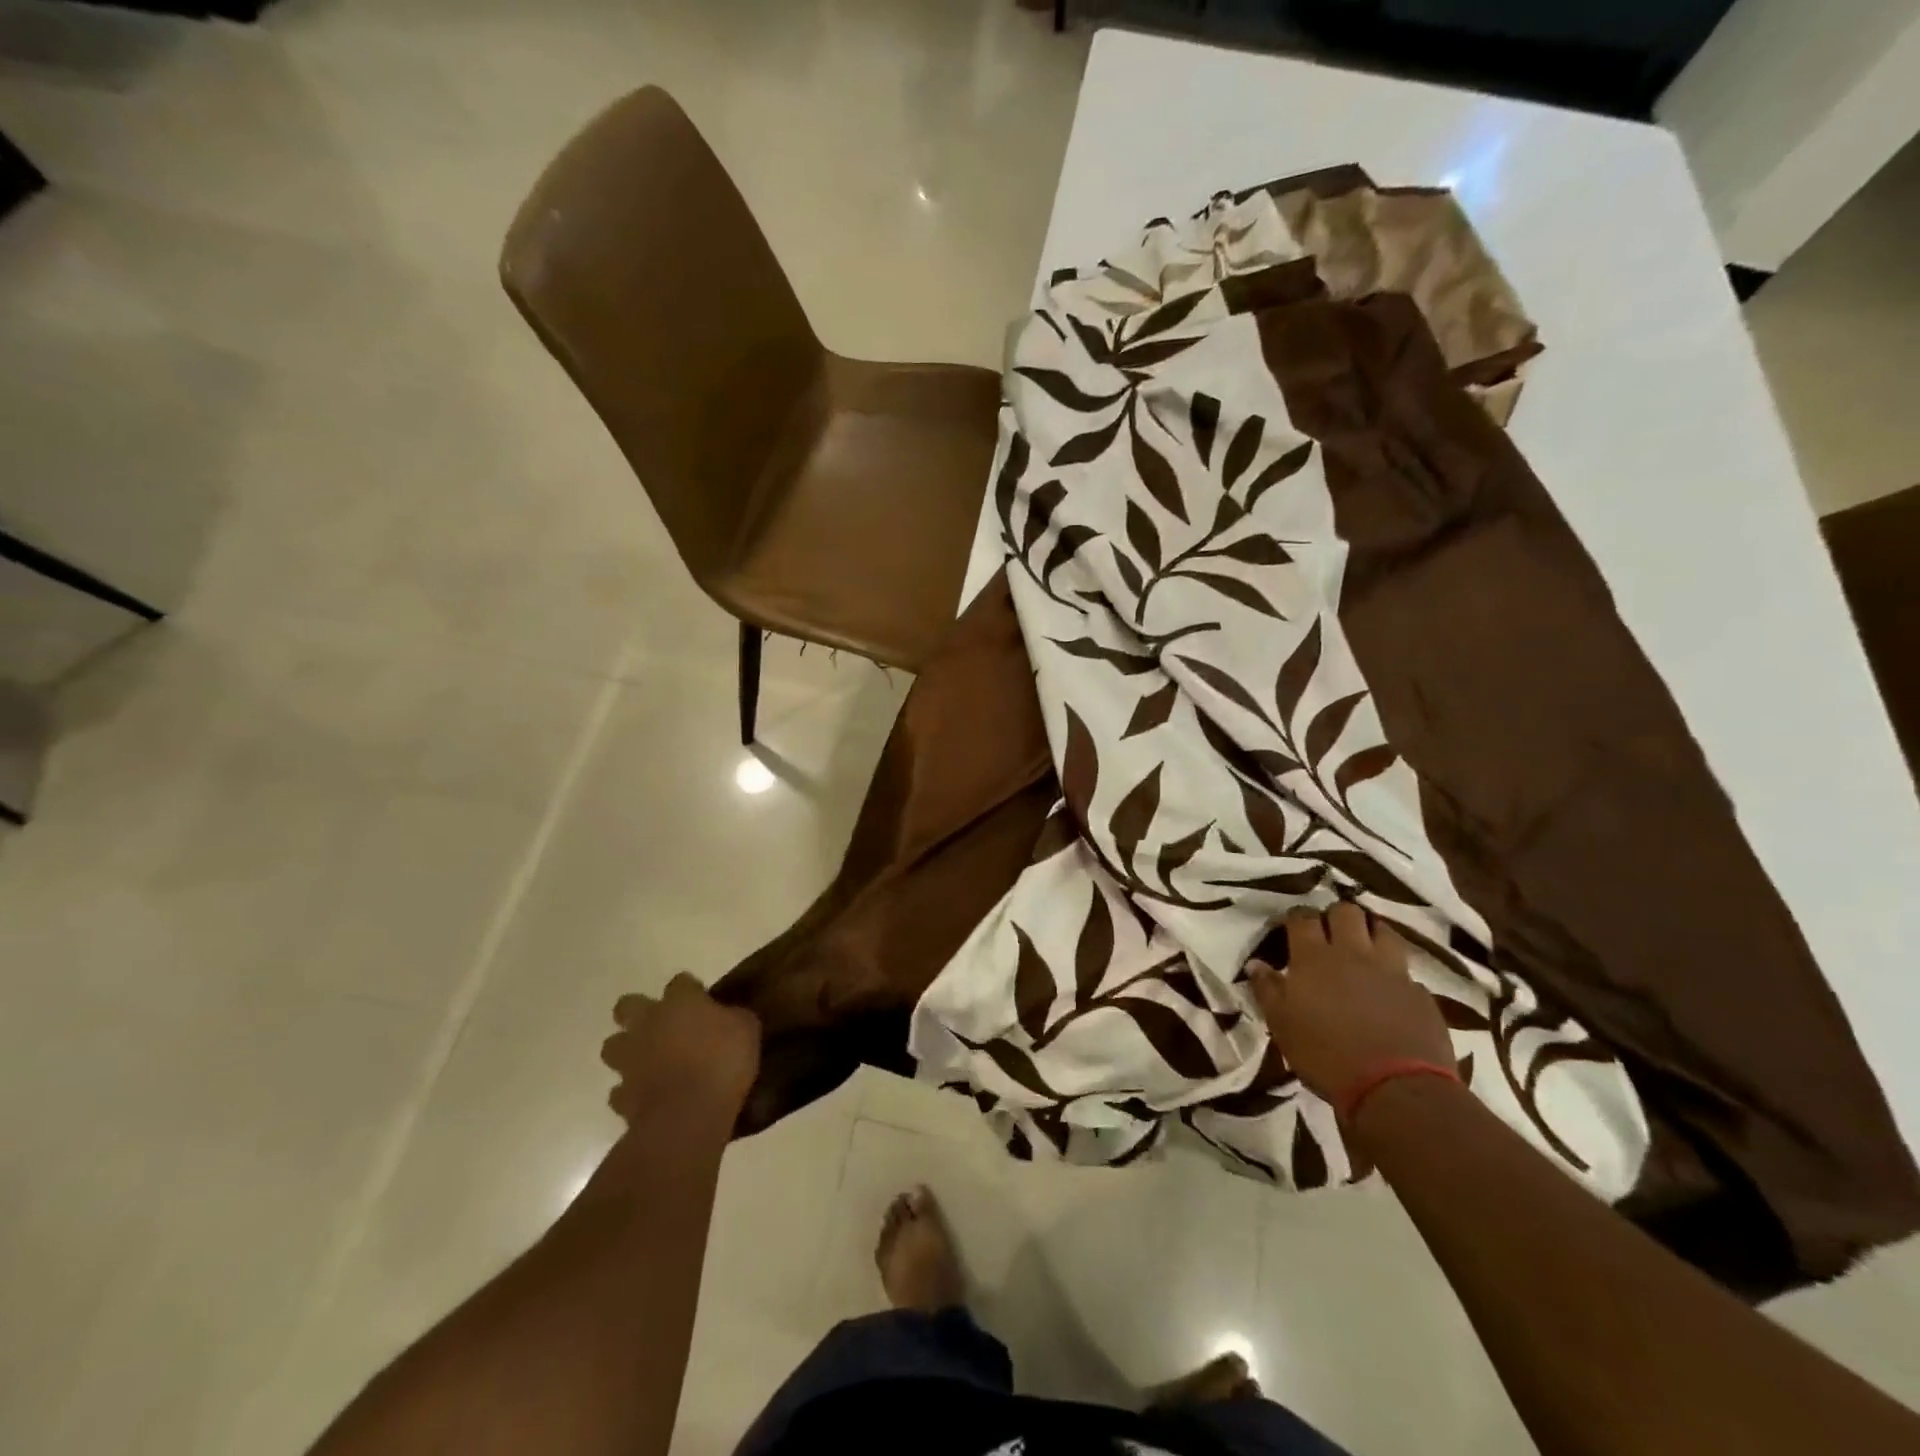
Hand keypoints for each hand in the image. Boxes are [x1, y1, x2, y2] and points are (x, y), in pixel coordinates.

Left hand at [601, 974, 761, 1125]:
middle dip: (638, 1012)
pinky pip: (620, 1090)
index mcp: (679, 1002)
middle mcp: (648, 1024)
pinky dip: (631, 1092)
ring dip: (627, 1051)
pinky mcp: (622, 1096)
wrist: (688, 1115)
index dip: (691, 990)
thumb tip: (730, 1016)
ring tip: (649, 1062)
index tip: (703, 1002)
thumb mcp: (747, 1029)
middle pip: (627, 1006)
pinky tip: (648, 1097)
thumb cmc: (723, 1062)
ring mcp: (629, 1060)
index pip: (680, 982)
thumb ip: (734, 1017)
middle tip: (662, 1026)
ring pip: (613, 1046)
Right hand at [1248, 904, 1454, 1106]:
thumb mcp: (1282, 1025)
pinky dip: (1395, 971)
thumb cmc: (1326, 1056)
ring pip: (1383, 930)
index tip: (1291, 927)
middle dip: (1335, 916)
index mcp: (1314, 958)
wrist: (1396, 1090)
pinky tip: (1390, 988)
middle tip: (1328, 934)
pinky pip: (1406, 970)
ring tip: (1363, 948)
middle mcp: (1353, 954)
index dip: (1296, 917)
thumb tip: (1255, 964)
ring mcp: (1391, 971)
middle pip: (1345, 912)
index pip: (1302, 918)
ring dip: (1370, 932)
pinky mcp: (1420, 993)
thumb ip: (1268, 990)